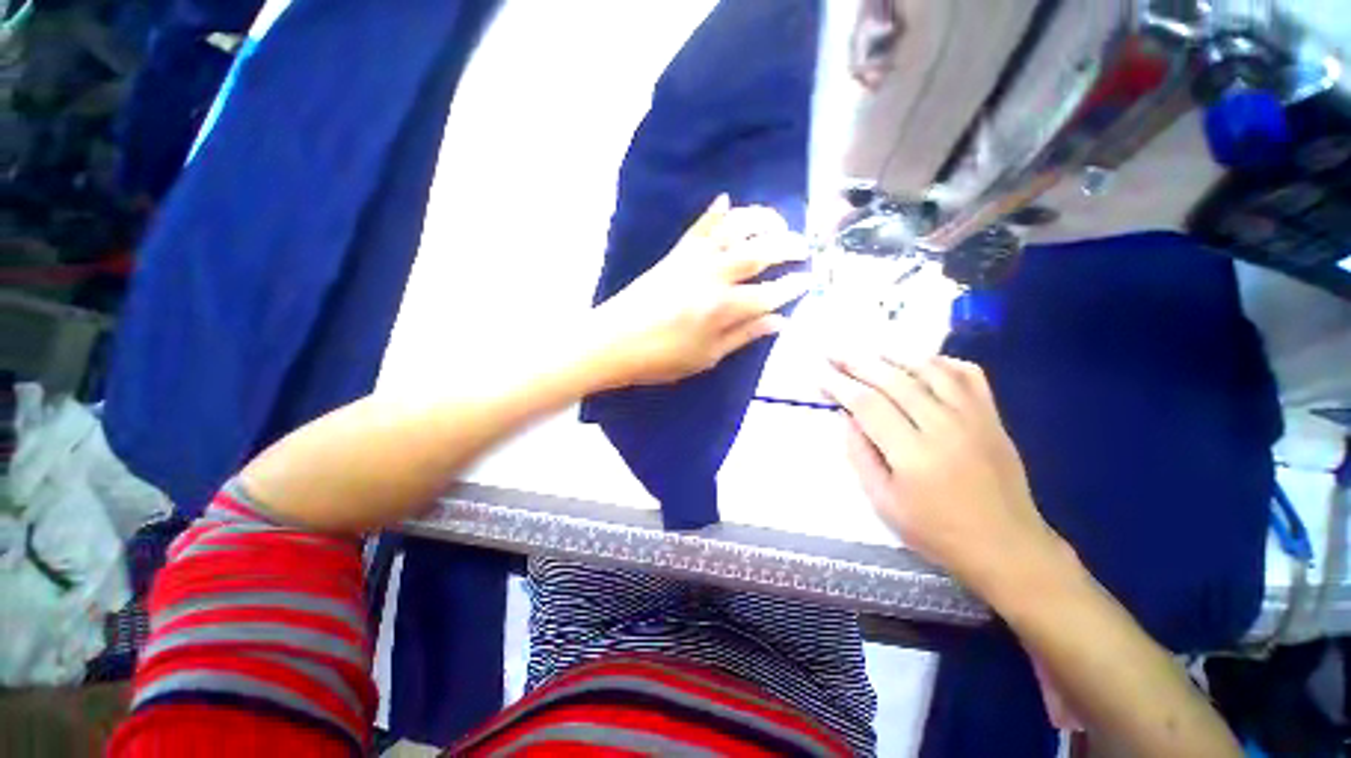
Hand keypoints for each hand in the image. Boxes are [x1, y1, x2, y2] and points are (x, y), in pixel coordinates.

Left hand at [593, 195, 810, 386]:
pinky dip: (714, 212)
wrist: (612, 342)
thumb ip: (744, 335)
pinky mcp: (675, 254)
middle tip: (803, 246)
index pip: (770, 293)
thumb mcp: (707, 357)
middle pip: (759, 253)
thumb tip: (779, 321)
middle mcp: (714, 277)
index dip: (793, 285)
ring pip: (733, 229)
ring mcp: (693, 260)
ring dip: (759, 219)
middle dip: (787, 246)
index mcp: (724, 308)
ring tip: (777, 220)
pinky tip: (726, 199)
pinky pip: (698, 227)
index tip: (809, 279)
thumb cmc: (661, 358)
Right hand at [823, 353, 1066, 597]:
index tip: (820, 373)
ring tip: (868, 349)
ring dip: (894, 355)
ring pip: (929, 369)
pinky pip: (967, 374)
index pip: (867, 404)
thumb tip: (847, 416)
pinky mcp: (992, 416)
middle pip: (894, 380)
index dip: (839, 385)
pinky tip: (920, 360)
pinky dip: (940, 360)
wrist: (1006, 545)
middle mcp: (944, 426)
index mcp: (913, 454)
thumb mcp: (883, 502)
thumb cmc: (936, 530)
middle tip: (834, 352)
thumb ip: (860, 455)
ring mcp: (973, 417)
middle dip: (857, 362)